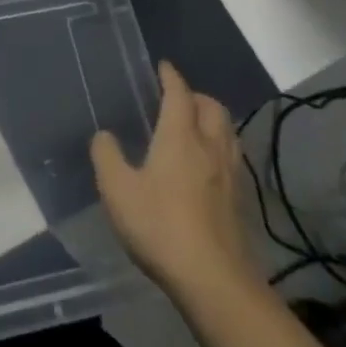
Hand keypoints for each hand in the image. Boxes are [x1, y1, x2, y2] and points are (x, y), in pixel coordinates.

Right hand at [91, 62, 260, 300]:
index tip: (163, 66)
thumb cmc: (160, 226)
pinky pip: (232, 156)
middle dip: (196, 95)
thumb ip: (107, 156)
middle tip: (177, 98)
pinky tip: (206, 165)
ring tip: (194, 126)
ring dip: (212, 119)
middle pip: (212, 107)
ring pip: (228, 131)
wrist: (213, 280)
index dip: (171, 77)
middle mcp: (210, 147)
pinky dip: (219, 146)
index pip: (179, 94)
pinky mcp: (240, 200)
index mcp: (180, 137)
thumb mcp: (117, 190)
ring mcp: (230, 174)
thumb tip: (105, 136)